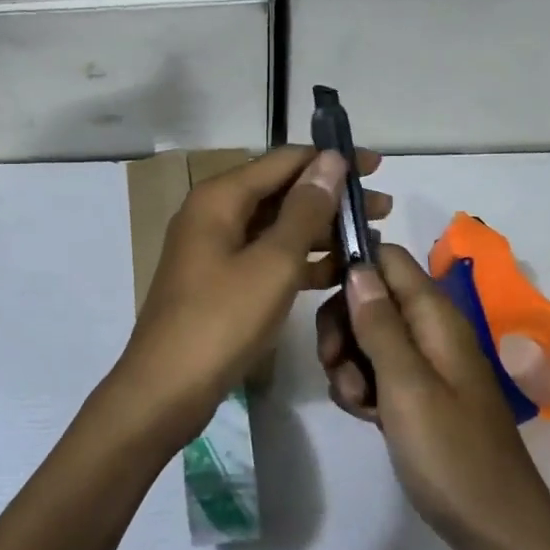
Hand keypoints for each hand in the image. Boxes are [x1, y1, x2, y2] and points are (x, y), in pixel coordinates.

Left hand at [114, 146, 390, 448]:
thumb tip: (330, 160)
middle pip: (282, 190)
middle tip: (383, 208)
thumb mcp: (273, 263)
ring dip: (322, 229)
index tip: (376, 167)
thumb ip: (305, 210)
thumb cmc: (222, 320)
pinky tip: (340, 271)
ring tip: (371, 239)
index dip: (332, 159)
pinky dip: (301, 259)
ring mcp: (216, 248)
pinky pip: (267, 255)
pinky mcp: (221, 279)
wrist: (166, 389)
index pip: (285, 160)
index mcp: (221, 197)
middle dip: (332, 196)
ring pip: (277, 225)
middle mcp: (215, 212)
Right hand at [318, 244, 549, 549]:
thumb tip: (357, 266)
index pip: (386, 257)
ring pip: (367, 336)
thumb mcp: (406, 385)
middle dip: (342, 326)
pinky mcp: (419, 393)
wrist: (497, 530)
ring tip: (357, 405)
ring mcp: (426, 363)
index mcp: (435, 315)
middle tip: (335, 367)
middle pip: (370, 296)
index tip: (318, 297)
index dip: (351, 267)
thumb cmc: (451, 454)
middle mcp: (431, 329)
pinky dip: (363, 388)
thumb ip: (379, 323)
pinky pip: (377, 371)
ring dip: (348, 364)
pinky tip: (366, 417)